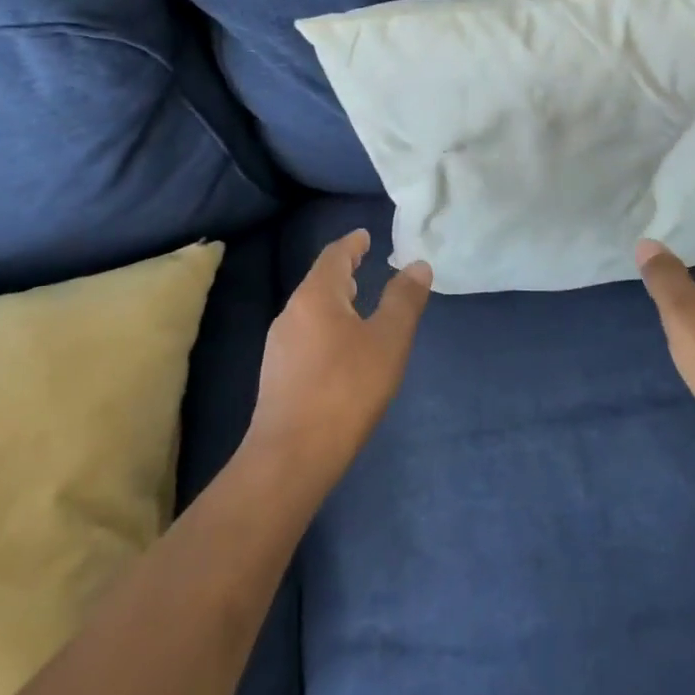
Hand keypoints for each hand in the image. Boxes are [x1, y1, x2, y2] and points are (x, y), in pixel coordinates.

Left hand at [246, 229, 431, 482]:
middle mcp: (291, 312)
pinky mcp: (277, 375)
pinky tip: (340, 350)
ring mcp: (279, 345)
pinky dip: (326, 327)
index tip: (365, 236)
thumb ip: (404, 300)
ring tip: (358, 306)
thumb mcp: (388, 341)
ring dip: (335, 301)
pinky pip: (305, 335)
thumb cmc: (346, 390)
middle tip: (367, 266)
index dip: (352, 243)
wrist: (290, 458)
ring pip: (311, 310)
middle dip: (343, 272)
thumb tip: (417, 264)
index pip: (334, 255)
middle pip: (319, 281)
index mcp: (316, 296)